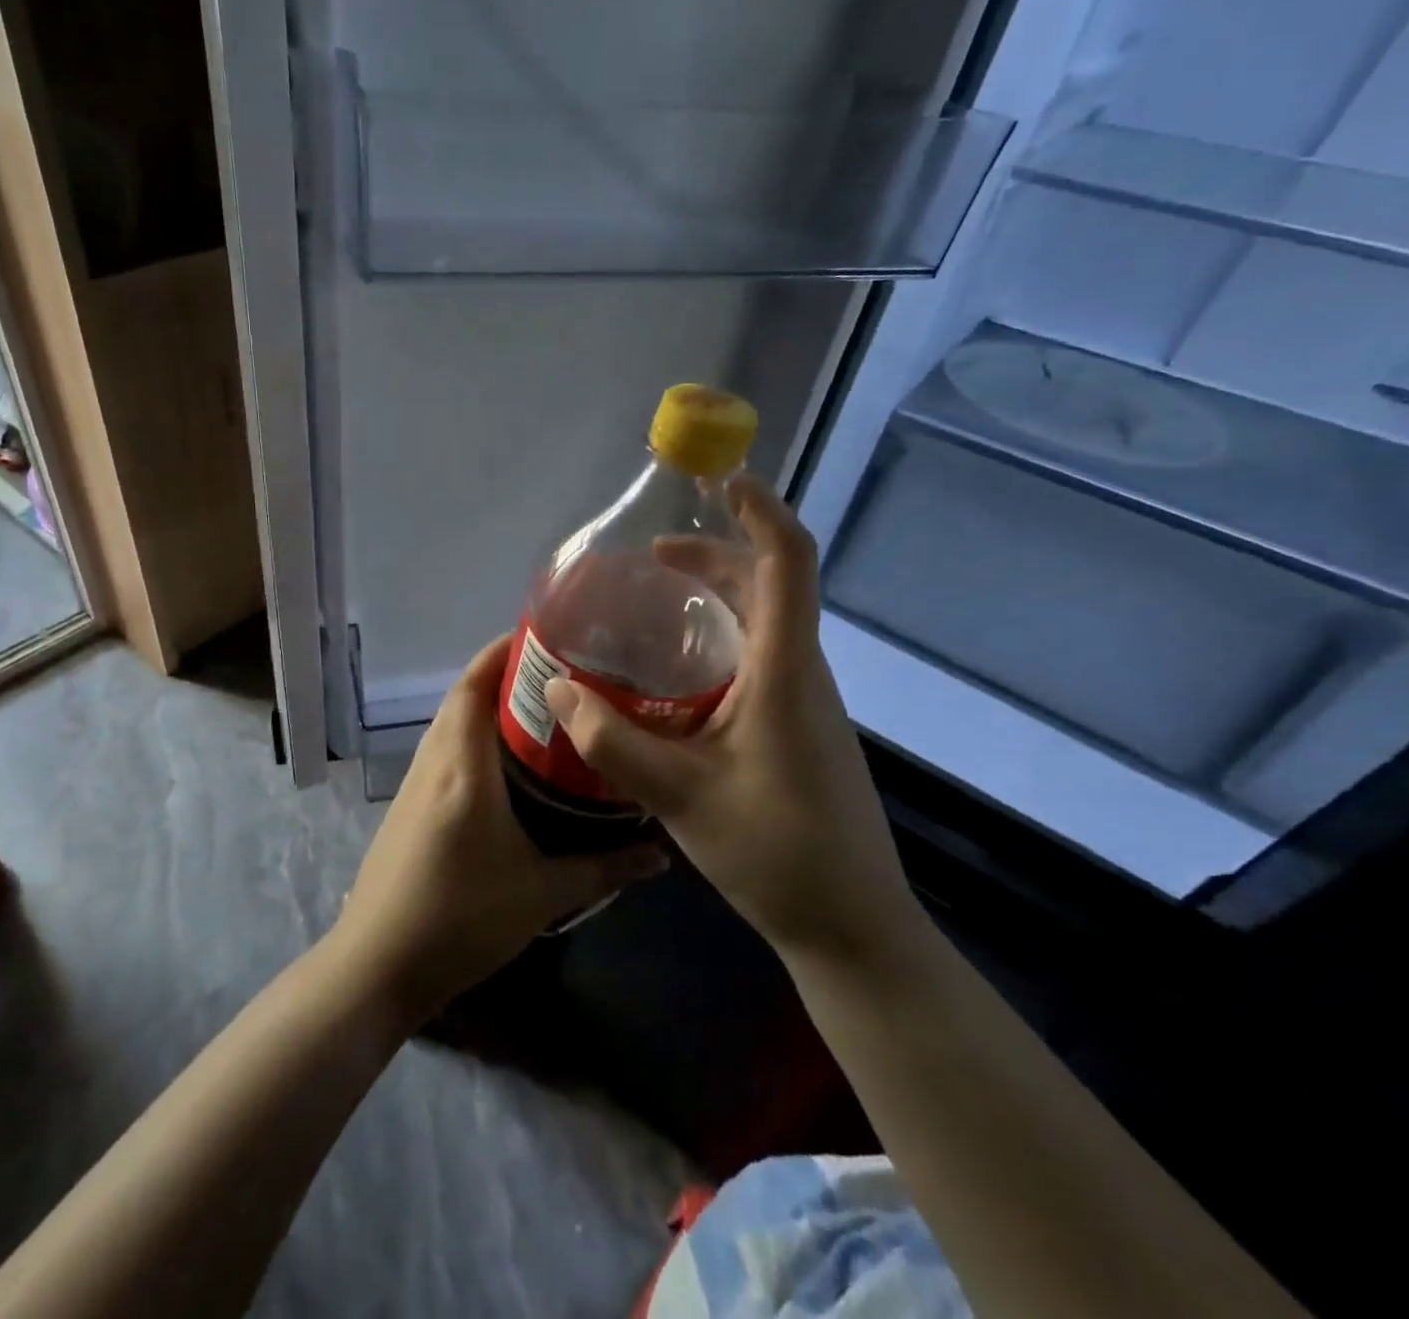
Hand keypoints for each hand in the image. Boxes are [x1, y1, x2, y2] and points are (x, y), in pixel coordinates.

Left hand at [333, 636, 667, 1020]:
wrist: (378, 964)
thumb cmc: (460, 920)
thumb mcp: (542, 894)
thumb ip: (604, 867)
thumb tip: (660, 854)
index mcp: (462, 767)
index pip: (474, 686)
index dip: (502, 652)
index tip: (545, 638)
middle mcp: (433, 762)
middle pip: (462, 696)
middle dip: (503, 675)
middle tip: (558, 675)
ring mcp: (413, 783)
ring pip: (450, 722)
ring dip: (485, 705)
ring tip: (539, 710)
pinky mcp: (407, 805)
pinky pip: (442, 749)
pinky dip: (470, 735)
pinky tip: (504, 762)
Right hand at [542, 476, 919, 961]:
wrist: (851, 926)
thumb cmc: (774, 851)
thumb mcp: (678, 794)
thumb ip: (611, 740)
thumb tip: (557, 689)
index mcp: (784, 672)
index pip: (787, 564)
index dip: (760, 512)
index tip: (720, 481)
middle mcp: (802, 673)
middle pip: (770, 586)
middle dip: (715, 556)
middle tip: (651, 560)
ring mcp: (807, 702)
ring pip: (766, 624)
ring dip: (717, 599)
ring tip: (657, 605)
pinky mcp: (801, 728)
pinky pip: (763, 659)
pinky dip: (721, 641)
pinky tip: (678, 677)